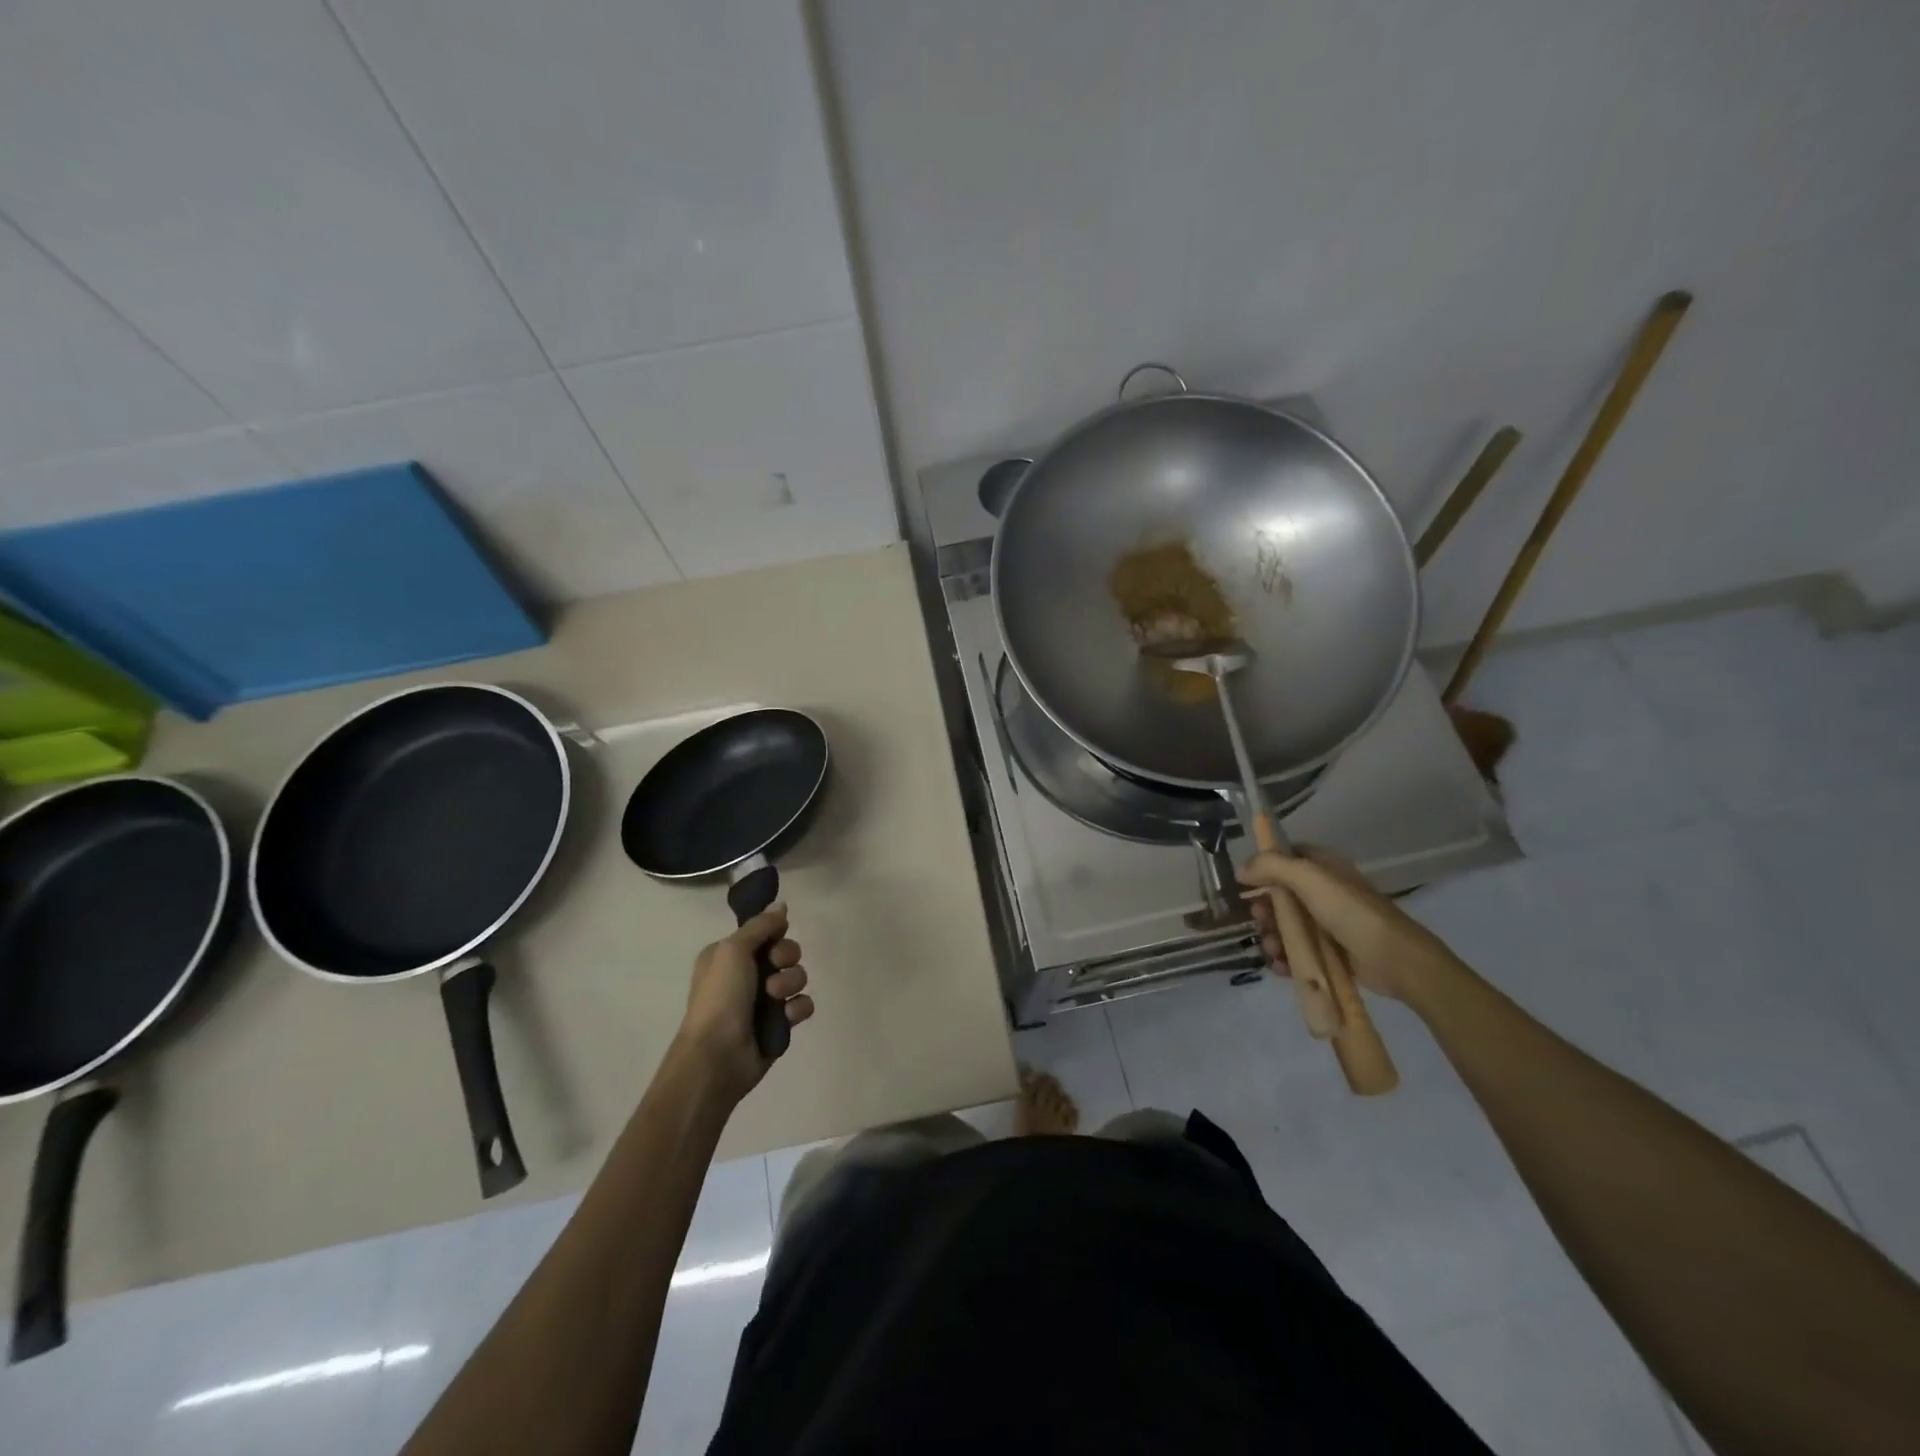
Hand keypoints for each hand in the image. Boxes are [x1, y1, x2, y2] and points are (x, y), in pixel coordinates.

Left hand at [675, 905, 813, 1101]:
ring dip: (791, 983)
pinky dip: (798, 1009)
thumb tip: (782, 904)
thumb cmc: (720, 997)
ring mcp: (764, 1001)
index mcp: (728, 955)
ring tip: (776, 998)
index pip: (765, 932)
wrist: (717, 1057)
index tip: (776, 937)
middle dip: (786, 958)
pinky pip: (802, 1005)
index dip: (775, 933)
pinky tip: (787, 1018)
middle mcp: (746, 974)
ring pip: (797, 977)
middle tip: (774, 968)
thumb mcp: (733, 950)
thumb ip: (760, 925)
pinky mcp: (780, 1024)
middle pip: (786, 952)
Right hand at [1237, 848, 1459, 1004]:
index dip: (1264, 865)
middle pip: (1280, 894)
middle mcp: (1324, 892)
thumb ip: (1272, 866)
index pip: (1287, 856)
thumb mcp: (1310, 879)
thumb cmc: (1352, 913)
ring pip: (1286, 925)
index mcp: (1323, 868)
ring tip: (1272, 950)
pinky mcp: (1330, 952)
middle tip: (1259, 919)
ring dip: (1272, 936)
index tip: (1246, 881)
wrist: (1397, 961)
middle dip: (1264, 908)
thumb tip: (1240, 870)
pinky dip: (1285, 958)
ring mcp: (1327, 924)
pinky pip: (1298, 951)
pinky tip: (1281, 966)